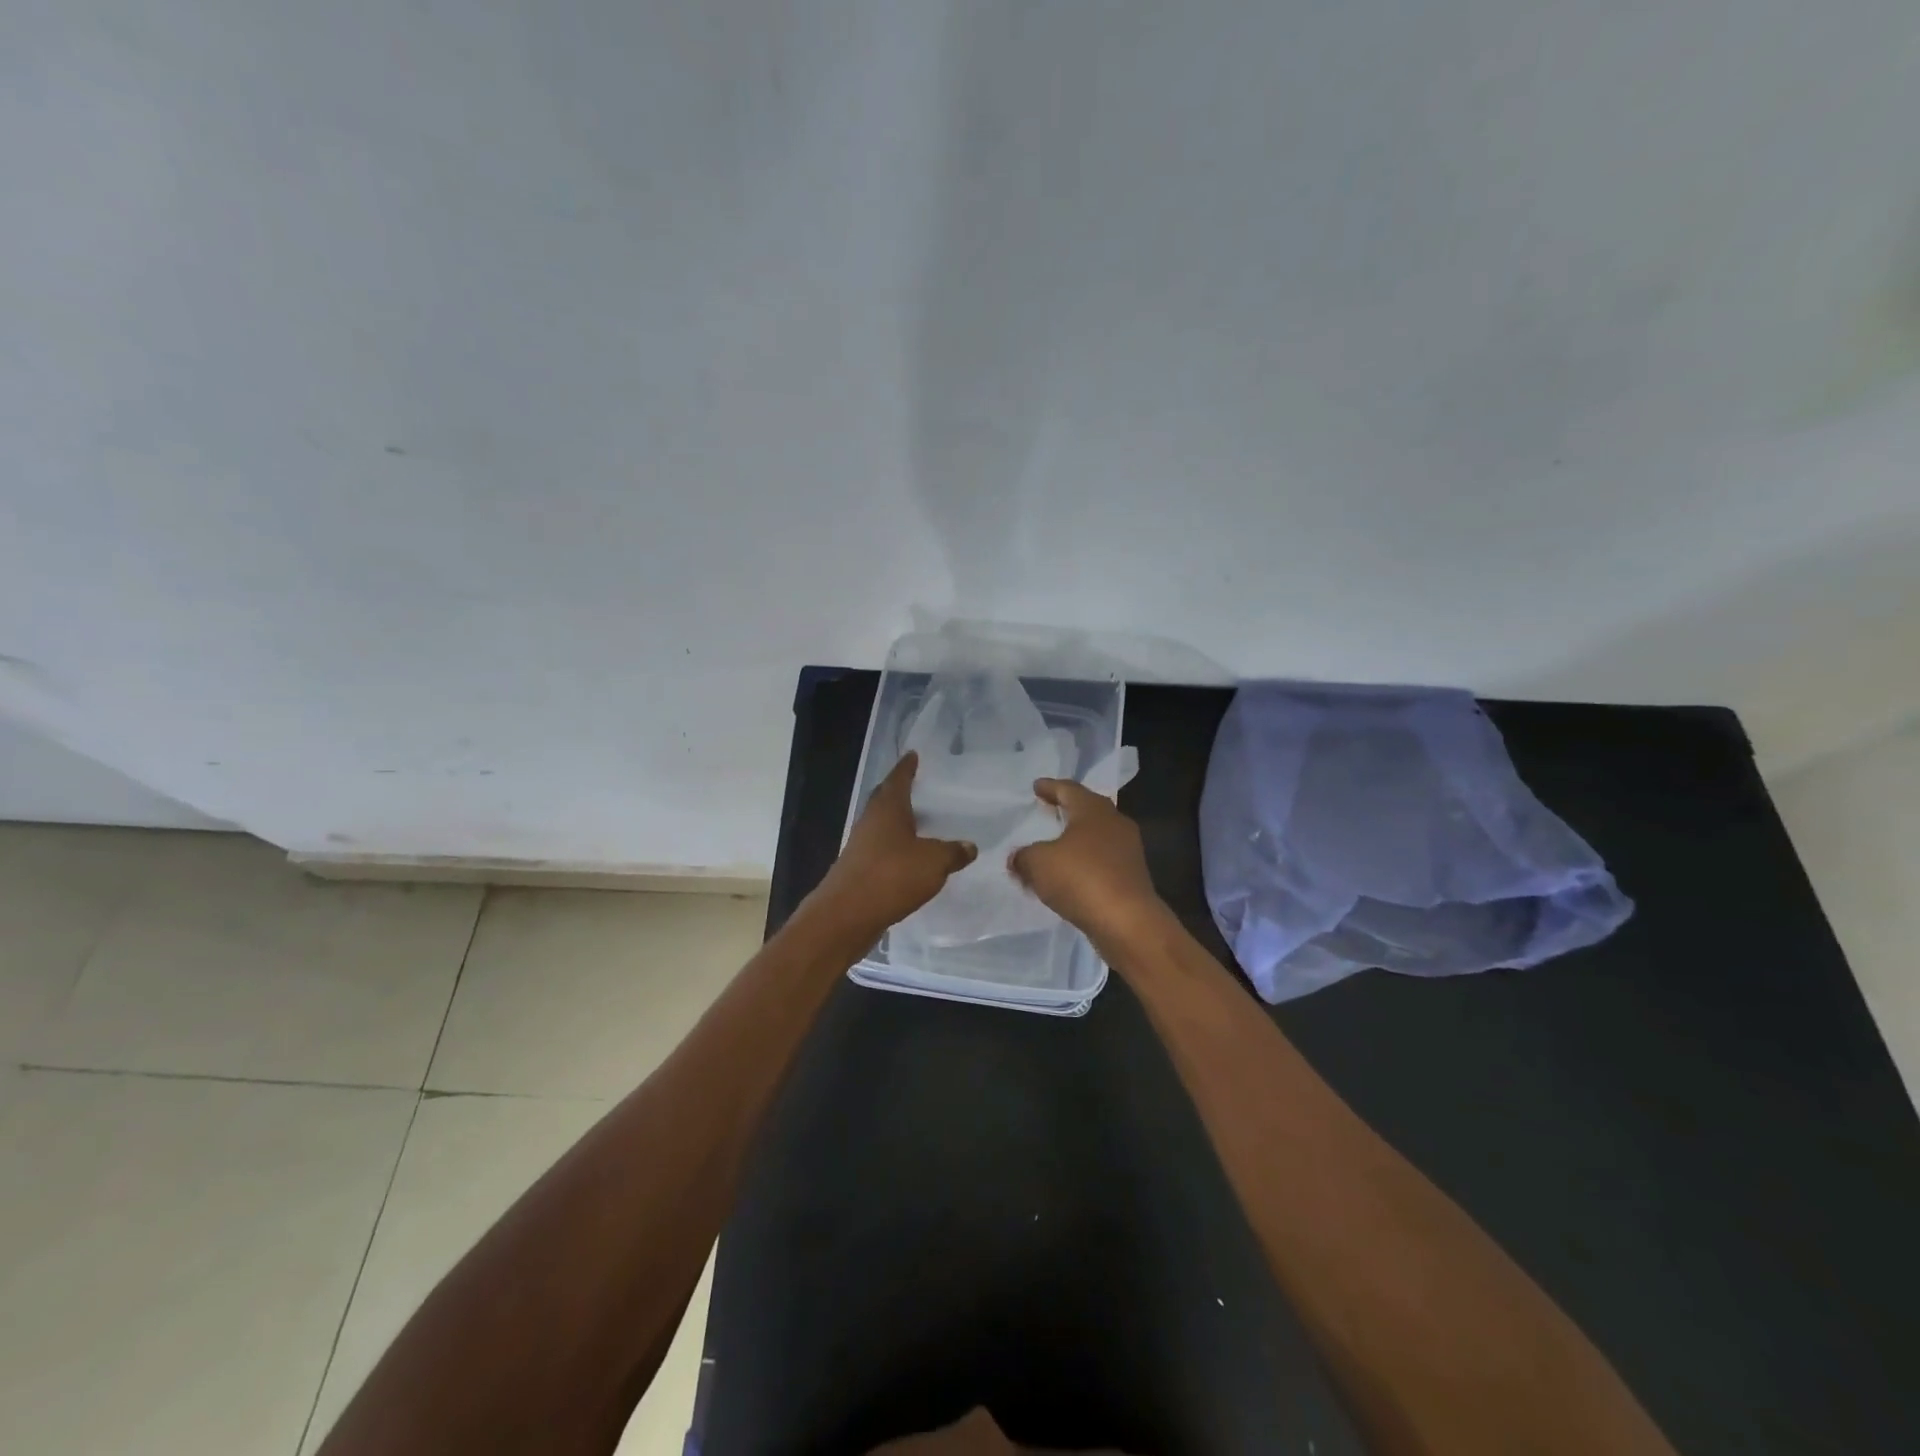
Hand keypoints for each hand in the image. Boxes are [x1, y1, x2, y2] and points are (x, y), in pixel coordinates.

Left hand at [809, 751, 976, 941]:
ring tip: (920, 823)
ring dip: (898, 823)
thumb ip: (953, 852)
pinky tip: (910, 859)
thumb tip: (970, 846)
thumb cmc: (891, 876)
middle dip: (900, 792)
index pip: (898, 779)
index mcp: (888, 809)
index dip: (907, 767)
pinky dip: (896, 849)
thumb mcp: (934, 862)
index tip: (913, 755)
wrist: (846, 916)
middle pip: (886, 800)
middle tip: (918, 786)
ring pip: (883, 826)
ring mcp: (861, 847)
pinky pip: (882, 851)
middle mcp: (870, 822)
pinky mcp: (859, 871)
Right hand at [1009, 778, 1171, 959]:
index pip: (1069, 789)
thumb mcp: (1038, 863)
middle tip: (1047, 810)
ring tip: (1053, 847)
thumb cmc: (1082, 879)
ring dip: (1074, 840)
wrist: (1128, 923)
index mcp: (1093, 810)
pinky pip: (1101, 862)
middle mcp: (1115, 824)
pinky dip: (1083, 864)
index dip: (1050, 787)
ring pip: (1096, 837)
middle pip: (1087, 810)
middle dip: (1066, 810)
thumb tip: (1018, 858)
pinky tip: (1068, 876)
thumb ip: (1023, 857)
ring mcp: (1127, 851)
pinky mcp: (1131, 877)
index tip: (1037, 786)